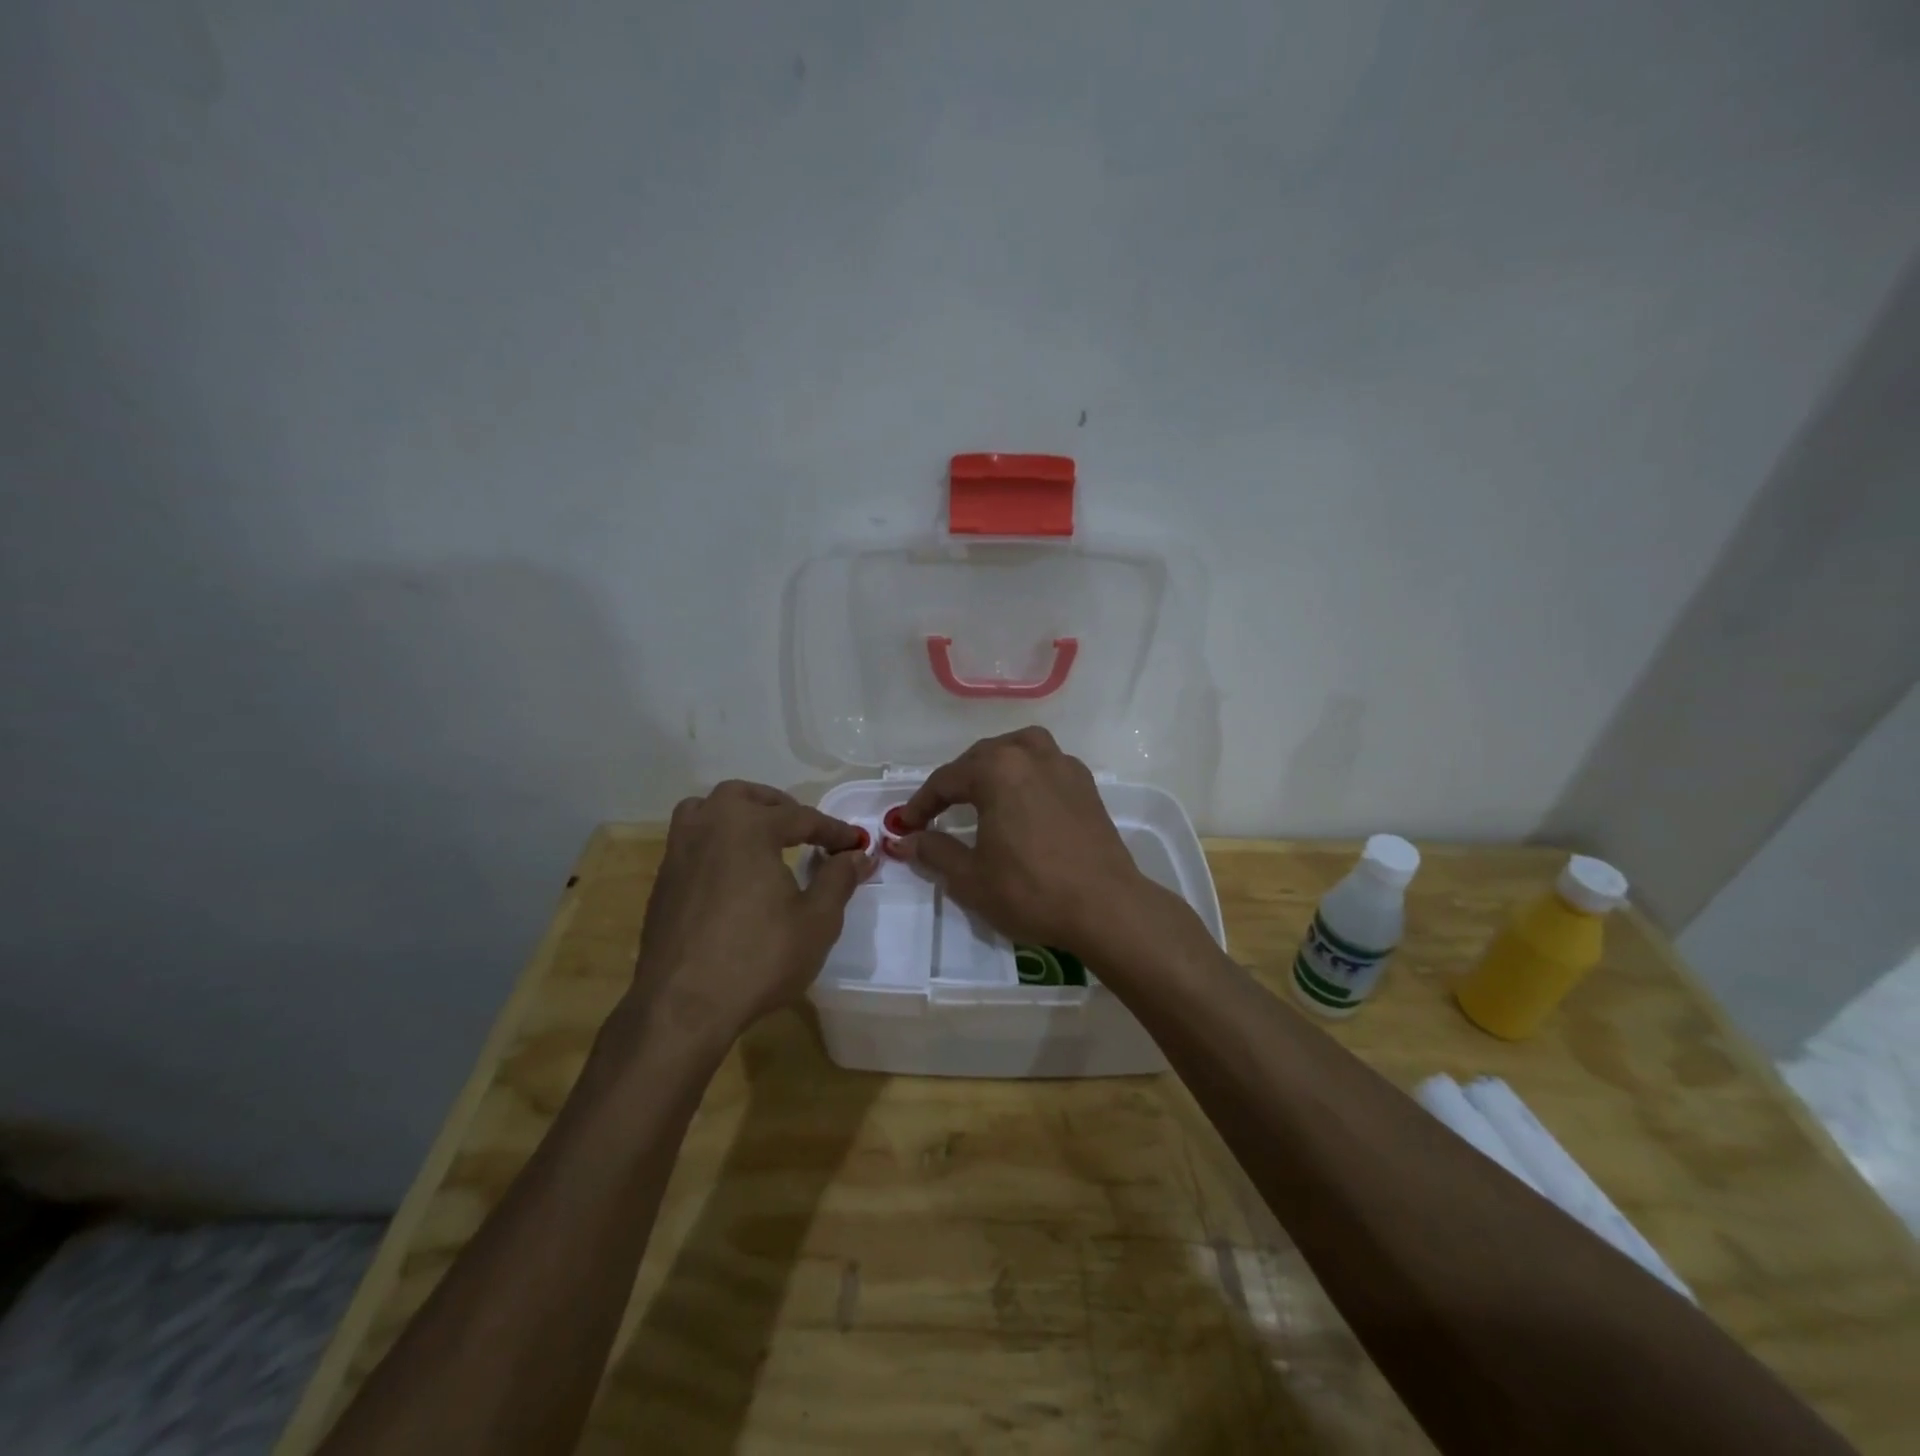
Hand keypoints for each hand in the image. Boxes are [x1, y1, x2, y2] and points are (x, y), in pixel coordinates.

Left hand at [624, 780, 875, 1051]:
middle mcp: (708, 827)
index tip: (857, 844)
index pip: (801, 817)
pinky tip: (733, 874)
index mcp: (748, 827)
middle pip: (744, 797)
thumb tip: (858, 855)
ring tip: (761, 839)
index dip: (833, 830)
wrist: (683, 1008)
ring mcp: (678, 853)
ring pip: (706, 811)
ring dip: (737, 815)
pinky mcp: (663, 883)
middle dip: (779, 807)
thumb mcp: (817, 920)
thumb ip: (839, 879)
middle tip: (804, 830)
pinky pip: (691, 842)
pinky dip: (716, 843)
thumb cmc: (759, 958)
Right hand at [887, 727, 1159, 956]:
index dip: (921, 804)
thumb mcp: (971, 878)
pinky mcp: (1086, 785)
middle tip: (937, 812)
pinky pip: (1047, 764)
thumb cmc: (1031, 890)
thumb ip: (934, 852)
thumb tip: (905, 841)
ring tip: (982, 789)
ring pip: (1019, 748)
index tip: (905, 826)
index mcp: (998, 770)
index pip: (946, 780)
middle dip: (955, 782)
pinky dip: (1026, 772)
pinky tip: (1023, 799)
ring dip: (994, 764)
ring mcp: (1064, 766)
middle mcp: (1030, 755)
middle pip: (981, 757)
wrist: (1106, 907)